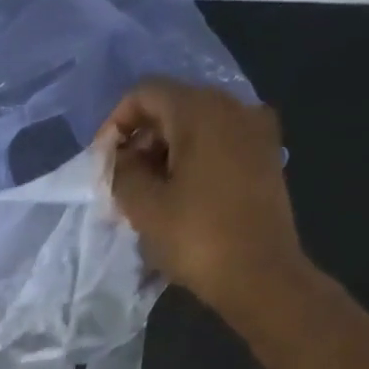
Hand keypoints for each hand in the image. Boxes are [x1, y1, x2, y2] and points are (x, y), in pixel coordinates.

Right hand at [96, 79, 309, 309]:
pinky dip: (190, 160)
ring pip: (196, 126)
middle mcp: (235, 108)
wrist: (260, 275)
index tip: (103, 162)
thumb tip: (120, 157)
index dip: (115, 123)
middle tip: (121, 182)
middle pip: (173, 106)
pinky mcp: (265, 157)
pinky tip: (177, 196)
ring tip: (146, 194)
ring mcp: (256, 132)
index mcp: (203, 112)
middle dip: (140, 139)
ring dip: (163, 153)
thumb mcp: (143, 206)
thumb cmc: (196, 237)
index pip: (146, 93)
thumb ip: (121, 171)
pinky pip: (217, 144)